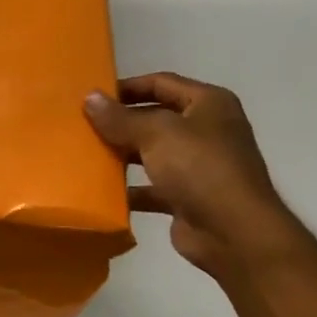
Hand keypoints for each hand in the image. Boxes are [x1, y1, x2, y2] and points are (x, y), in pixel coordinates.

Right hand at [84, 73, 303, 273]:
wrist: (233, 232)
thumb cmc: (200, 168)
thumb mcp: (156, 134)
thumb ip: (120, 118)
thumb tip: (89, 97)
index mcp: (208, 104)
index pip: (161, 83)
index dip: (127, 87)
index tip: (93, 97)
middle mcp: (206, 130)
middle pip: (155, 119)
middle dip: (121, 123)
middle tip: (83, 127)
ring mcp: (198, 166)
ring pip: (152, 154)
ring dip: (122, 155)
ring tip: (86, 156)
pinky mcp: (187, 198)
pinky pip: (152, 187)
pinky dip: (130, 190)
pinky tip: (101, 193)